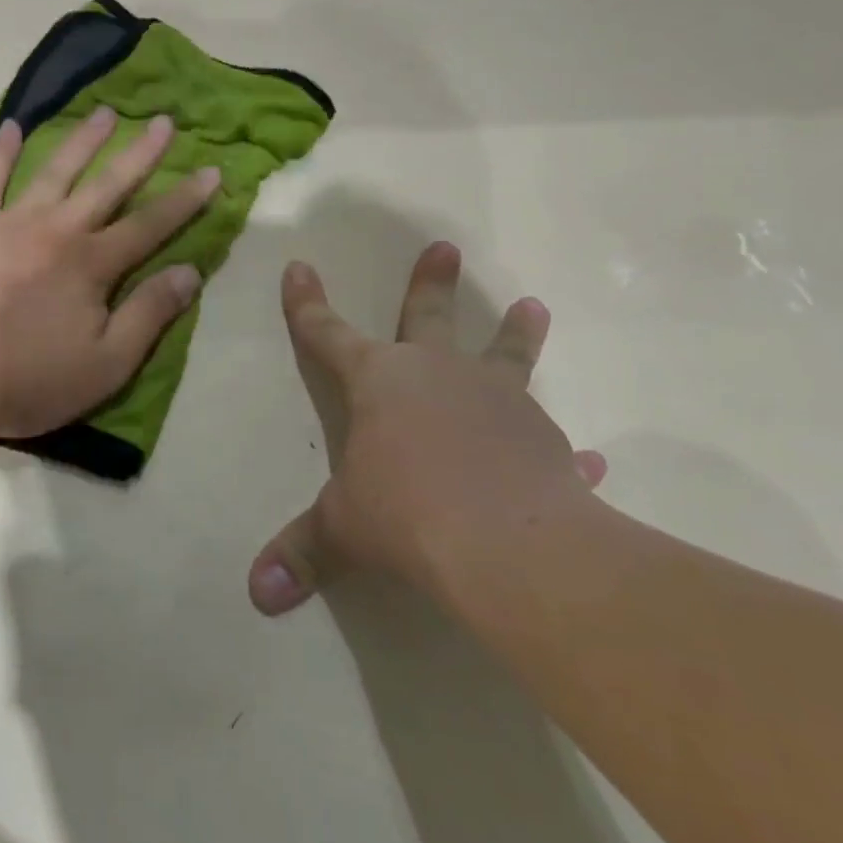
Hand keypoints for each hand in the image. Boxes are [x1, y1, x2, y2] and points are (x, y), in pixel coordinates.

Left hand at [0, 107, 218, 442]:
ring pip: (55, 171)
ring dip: (83, 140)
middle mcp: (58, 230)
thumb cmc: (30, 378)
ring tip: (104, 113)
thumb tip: (191, 271)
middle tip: (164, 121)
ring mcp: (10, 222)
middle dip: (140, 153)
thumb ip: (150, 314)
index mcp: (93, 263)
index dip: (185, 199)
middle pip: (108, 184)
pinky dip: (0, 152)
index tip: (212, 171)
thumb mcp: (107, 363)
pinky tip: (10, 127)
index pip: (151, 224)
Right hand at [247, 242, 607, 614]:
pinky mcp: (546, 442)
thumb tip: (255, 594)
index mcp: (378, 381)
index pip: (327, 333)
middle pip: (428, 317)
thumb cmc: (405, 514)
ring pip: (506, 357)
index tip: (300, 266)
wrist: (507, 544)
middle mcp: (437, 375)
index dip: (308, 303)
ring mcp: (498, 402)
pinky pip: (554, 443)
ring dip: (516, 334)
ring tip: (533, 306)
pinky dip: (566, 452)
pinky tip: (587, 460)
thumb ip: (302, 553)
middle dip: (431, 283)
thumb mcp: (342, 530)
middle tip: (446, 247)